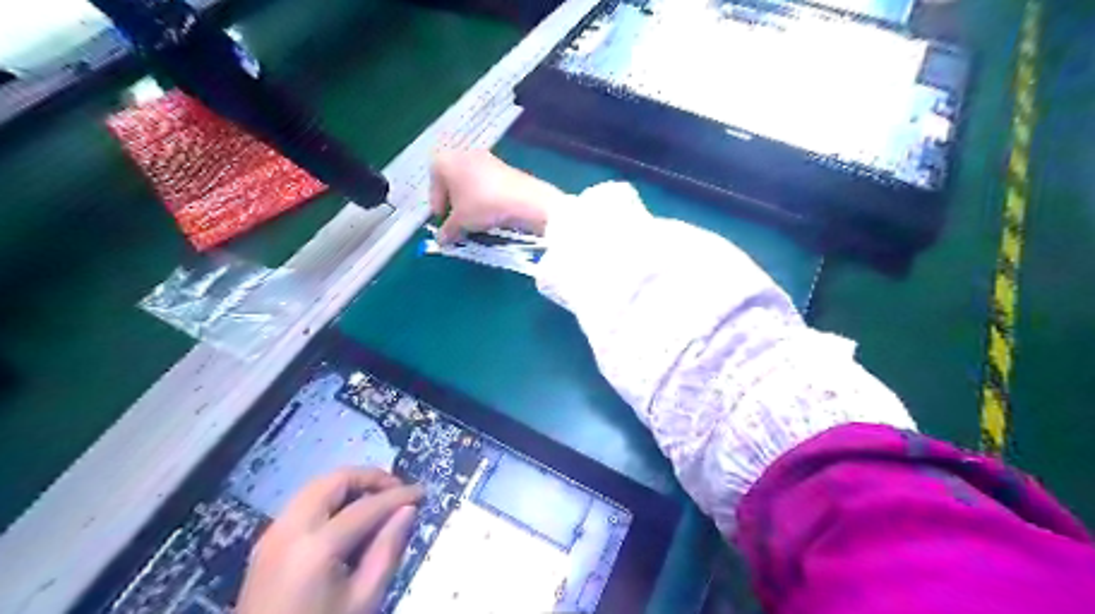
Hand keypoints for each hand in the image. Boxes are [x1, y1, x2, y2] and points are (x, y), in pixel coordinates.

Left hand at [238, 470, 420, 613]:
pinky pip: (302, 505)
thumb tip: (408, 510)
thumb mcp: (363, 600)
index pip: (366, 506)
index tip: (422, 492)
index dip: (399, 496)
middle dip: (369, 478)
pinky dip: (329, 499)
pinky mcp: (265, 544)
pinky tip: (348, 518)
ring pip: (315, 488)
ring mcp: (272, 535)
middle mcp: (289, 529)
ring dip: (348, 487)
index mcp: (315, 547)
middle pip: (333, 481)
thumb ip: (387, 550)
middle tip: (396, 490)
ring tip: (376, 501)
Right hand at [426, 148, 563, 241]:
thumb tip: (441, 240)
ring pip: (469, 183)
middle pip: (451, 183)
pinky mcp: (502, 165)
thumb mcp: (460, 222)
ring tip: (475, 221)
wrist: (523, 199)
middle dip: (453, 205)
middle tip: (458, 224)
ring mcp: (484, 158)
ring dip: (469, 202)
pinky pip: (485, 183)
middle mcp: (461, 154)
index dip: (438, 209)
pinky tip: (491, 213)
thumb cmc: (482, 206)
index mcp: (444, 162)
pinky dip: (484, 197)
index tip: (444, 226)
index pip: (434, 187)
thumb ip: (447, 231)